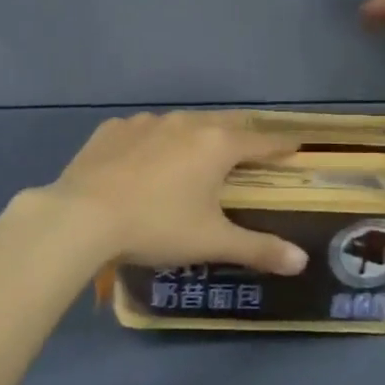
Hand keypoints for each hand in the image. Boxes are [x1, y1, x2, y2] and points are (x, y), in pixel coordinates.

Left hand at [44, 112, 307, 274]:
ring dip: (193, 136)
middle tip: (247, 149)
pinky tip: (143, 160)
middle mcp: (184, 123)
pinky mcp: (111, 130)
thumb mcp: (211, 242)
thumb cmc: (157, 226)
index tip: (294, 144)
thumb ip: (259, 249)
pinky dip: (152, 142)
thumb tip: (302, 262)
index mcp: (216, 145)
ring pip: (180, 124)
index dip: (280, 144)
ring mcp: (144, 123)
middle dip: (239, 135)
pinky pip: (142, 131)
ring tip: (193, 154)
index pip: (260, 140)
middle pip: (222, 124)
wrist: (82, 216)